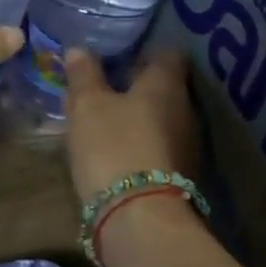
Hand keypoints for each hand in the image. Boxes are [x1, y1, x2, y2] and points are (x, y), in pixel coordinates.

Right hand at [65, 48, 200, 203]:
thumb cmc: (113, 145)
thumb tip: (79, 49)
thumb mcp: (88, 105)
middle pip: (164, 87)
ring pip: (160, 118)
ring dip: (137, 115)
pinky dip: (138, 141)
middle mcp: (185, 109)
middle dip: (136, 84)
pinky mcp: (178, 174)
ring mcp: (186, 144)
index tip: (118, 54)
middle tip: (104, 85)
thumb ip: (84, 75)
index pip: (167, 54)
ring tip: (104, 118)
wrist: (138, 217)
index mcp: (166, 84)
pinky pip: (157, 145)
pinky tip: (113, 147)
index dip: (144, 51)